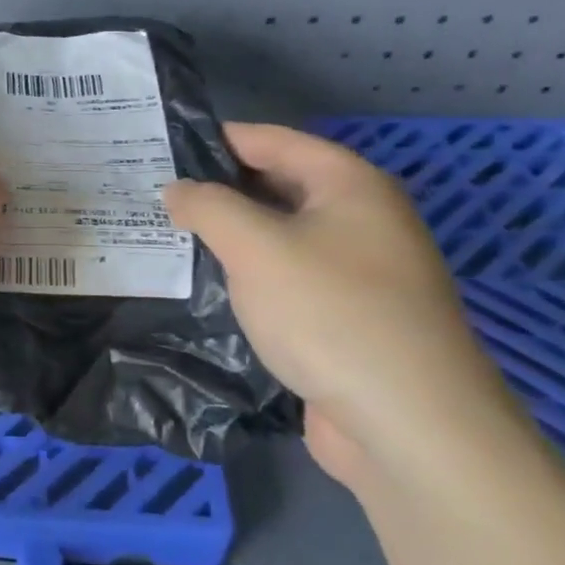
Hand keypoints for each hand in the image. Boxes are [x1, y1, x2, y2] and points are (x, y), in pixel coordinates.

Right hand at [163, 124, 522, 489]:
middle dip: (218, 191)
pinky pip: (288, 280)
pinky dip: (250, 278)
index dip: (216, 139)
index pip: (272, 141)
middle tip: (155, 195)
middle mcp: (361, 219)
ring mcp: (358, 273)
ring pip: (280, 238)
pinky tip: (207, 287)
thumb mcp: (255, 247)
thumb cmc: (331, 313)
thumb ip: (208, 207)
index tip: (161, 147)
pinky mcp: (348, 319)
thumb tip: (177, 189)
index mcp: (350, 185)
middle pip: (278, 187)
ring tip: (168, 237)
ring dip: (230, 238)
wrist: (409, 426)